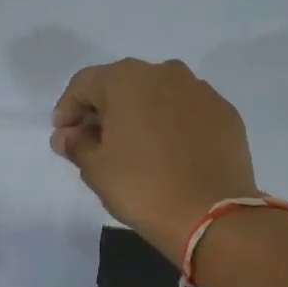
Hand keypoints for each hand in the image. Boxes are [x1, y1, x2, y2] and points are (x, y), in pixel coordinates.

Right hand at [51, 58, 257, 257]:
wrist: (211, 213)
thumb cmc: (142, 187)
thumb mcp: (96, 169)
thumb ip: (76, 145)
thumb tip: (68, 135)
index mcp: (126, 80)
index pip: (83, 84)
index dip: (67, 110)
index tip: (63, 138)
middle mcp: (165, 73)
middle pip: (122, 84)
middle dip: (103, 110)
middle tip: (94, 143)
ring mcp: (200, 90)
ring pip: (157, 95)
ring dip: (138, 114)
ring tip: (132, 149)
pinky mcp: (224, 112)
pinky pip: (185, 111)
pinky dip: (170, 125)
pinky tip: (167, 154)